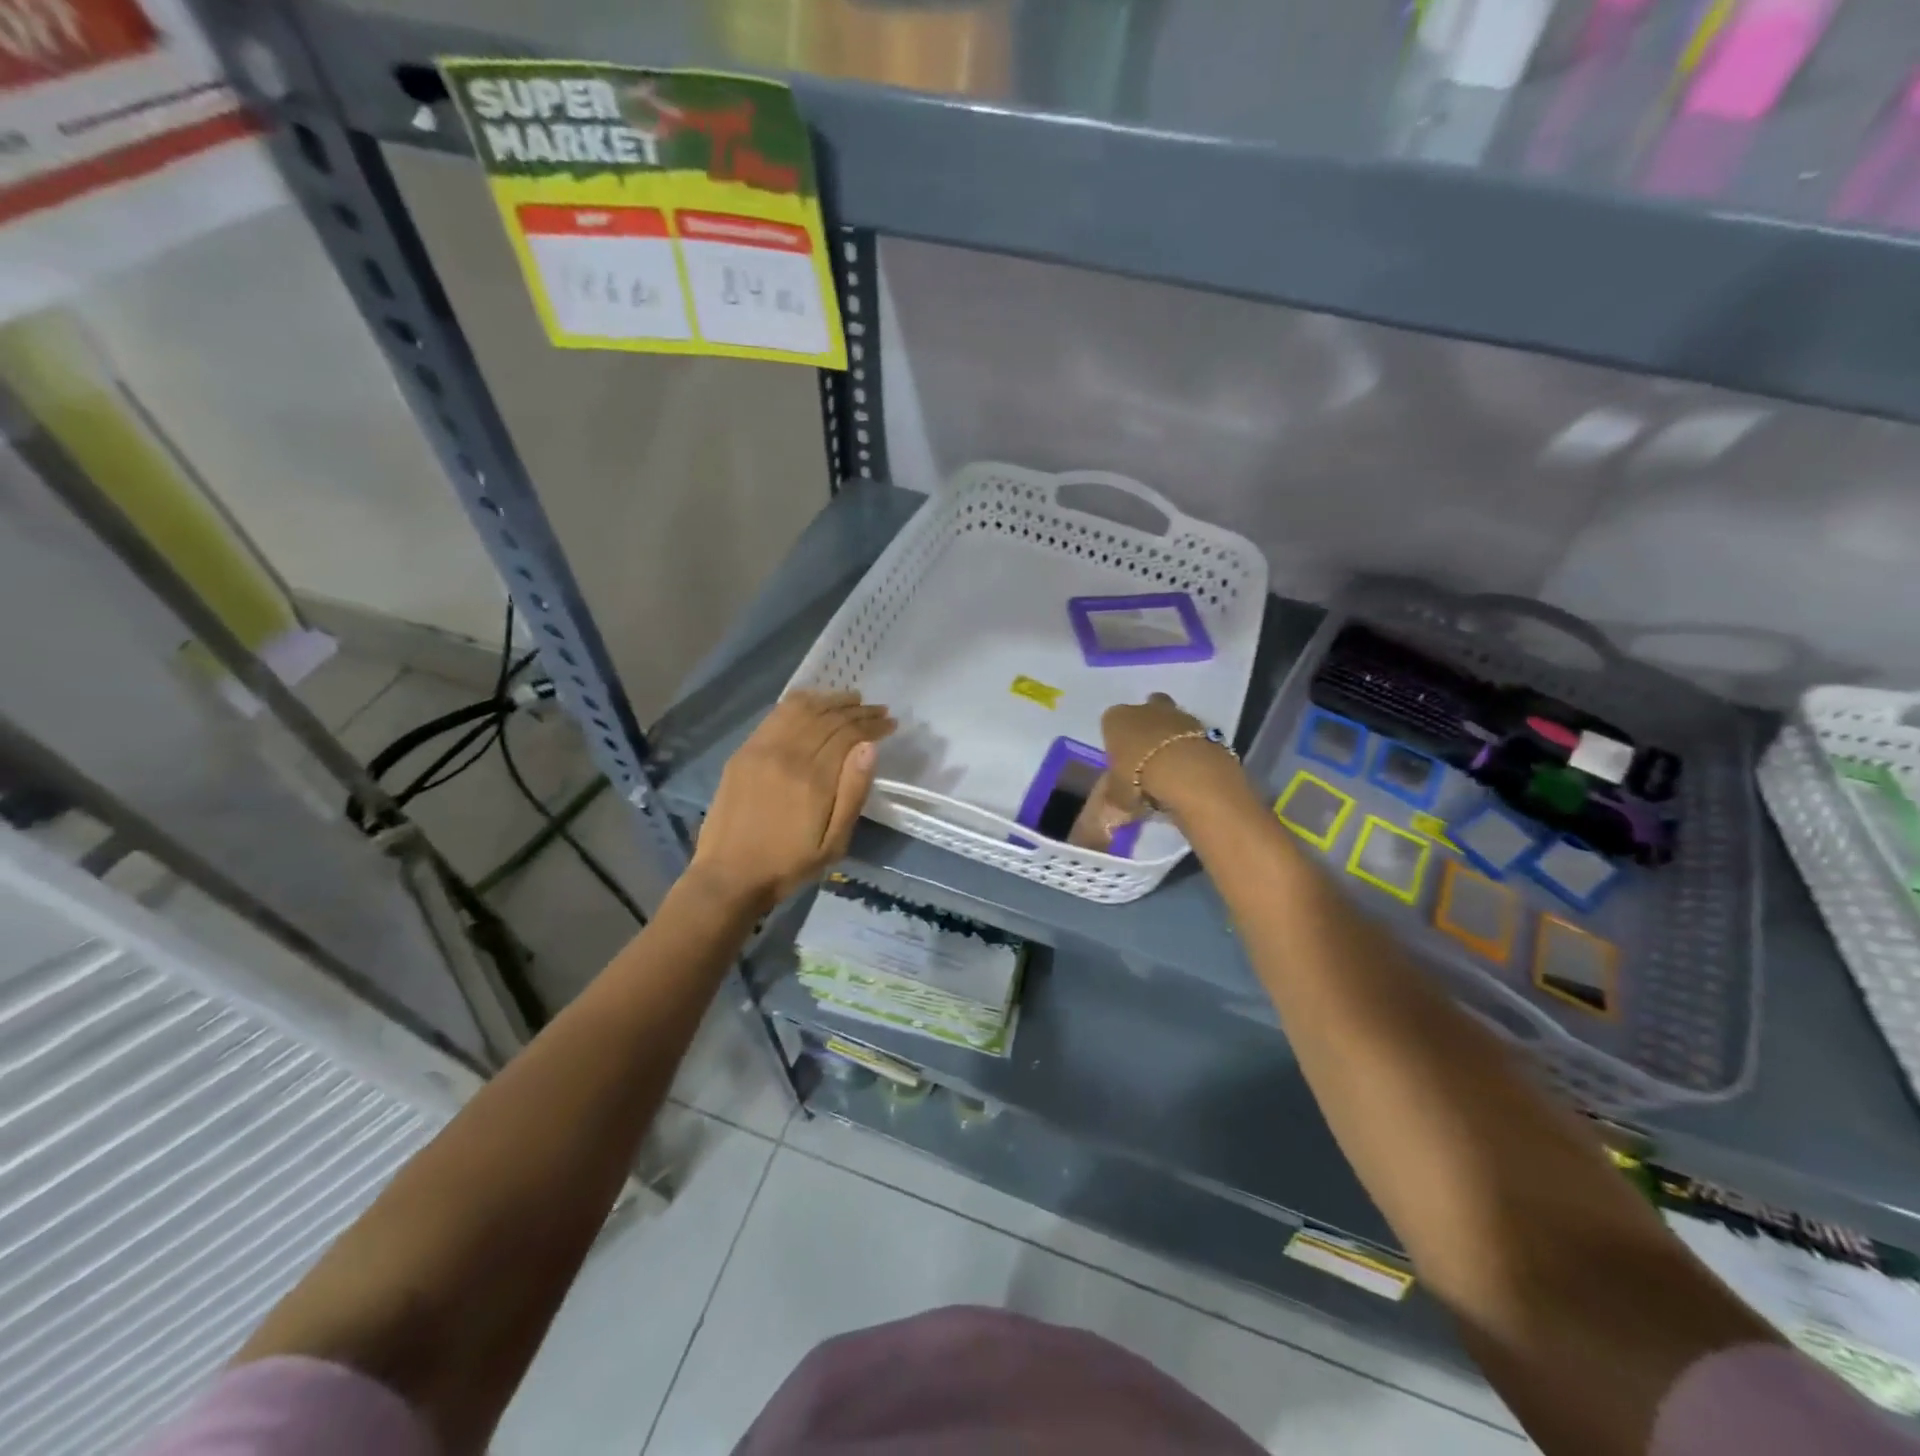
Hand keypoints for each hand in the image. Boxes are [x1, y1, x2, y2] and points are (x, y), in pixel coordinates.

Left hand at [690, 690, 894, 910]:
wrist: (729, 876)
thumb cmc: (788, 865)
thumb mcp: (834, 843)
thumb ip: (853, 793)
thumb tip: (869, 748)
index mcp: (814, 779)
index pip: (849, 734)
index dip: (873, 725)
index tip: (891, 723)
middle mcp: (788, 754)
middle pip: (828, 718)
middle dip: (858, 710)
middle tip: (878, 710)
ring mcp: (762, 749)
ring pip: (802, 709)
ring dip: (831, 700)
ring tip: (852, 699)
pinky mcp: (745, 751)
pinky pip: (776, 715)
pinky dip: (800, 702)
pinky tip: (814, 702)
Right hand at [1100, 693, 1242, 817]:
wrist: (1187, 772)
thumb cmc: (1139, 777)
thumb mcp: (1117, 794)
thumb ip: (1114, 795)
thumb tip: (1110, 804)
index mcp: (1115, 719)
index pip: (1110, 724)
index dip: (1115, 743)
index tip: (1121, 763)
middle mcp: (1143, 709)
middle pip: (1143, 714)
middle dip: (1145, 730)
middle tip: (1146, 759)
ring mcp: (1176, 714)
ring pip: (1169, 721)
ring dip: (1170, 738)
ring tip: (1171, 768)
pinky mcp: (1203, 725)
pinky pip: (1191, 735)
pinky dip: (1190, 748)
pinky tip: (1190, 770)